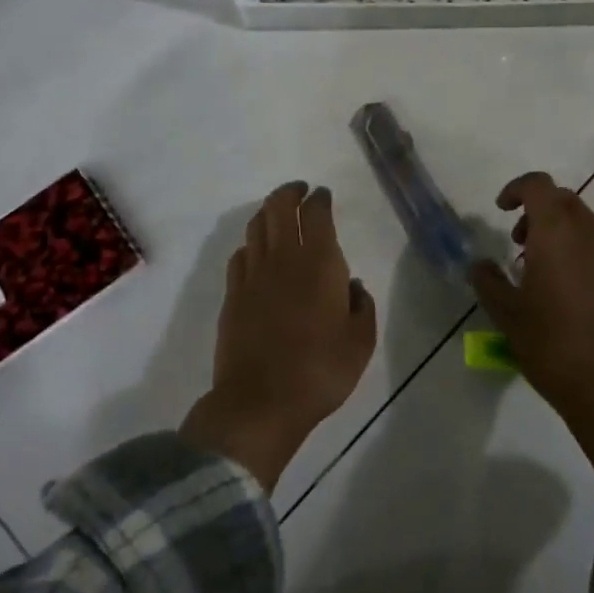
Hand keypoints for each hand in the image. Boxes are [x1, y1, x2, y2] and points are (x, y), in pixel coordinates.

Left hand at [182, 182, 377, 490]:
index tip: (323, 195)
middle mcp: (283, 259)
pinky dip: (251, 243)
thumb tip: (352, 286)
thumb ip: (361, 306)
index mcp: (319, 264)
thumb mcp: (361, 342)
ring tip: (278, 212)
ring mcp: (252, 275)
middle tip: (300, 191)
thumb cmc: (321, 370)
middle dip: (290, 193)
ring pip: (256, 226)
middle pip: (279, 208)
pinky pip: (240, 255)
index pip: (316, 214)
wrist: (260, 401)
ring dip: (268, 212)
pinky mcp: (232, 295)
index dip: (319, 199)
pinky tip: (257, 251)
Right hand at [470, 172, 593, 503]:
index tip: (501, 210)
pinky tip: (567, 294)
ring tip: (540, 271)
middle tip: (518, 242)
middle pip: (565, 201)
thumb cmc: (551, 347)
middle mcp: (590, 238)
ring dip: (560, 232)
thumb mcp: (506, 316)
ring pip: (586, 225)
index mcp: (557, 236)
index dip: (517, 188)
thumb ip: (488, 282)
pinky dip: (579, 254)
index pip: (539, 186)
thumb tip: (479, 264)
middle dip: (538, 210)